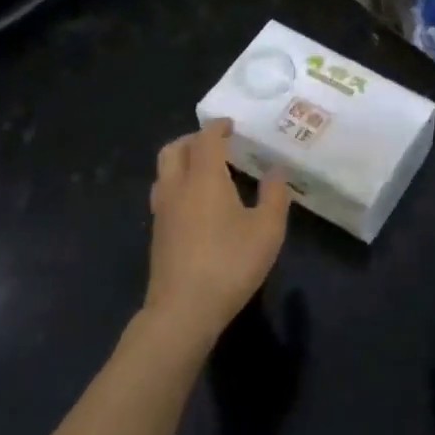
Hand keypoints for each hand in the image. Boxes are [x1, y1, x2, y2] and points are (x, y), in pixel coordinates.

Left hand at [143, 120, 290, 348]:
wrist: (184, 309)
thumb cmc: (230, 263)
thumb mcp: (267, 230)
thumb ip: (275, 196)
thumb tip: (276, 170)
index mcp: (204, 179)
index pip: (206, 140)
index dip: (217, 128)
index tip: (230, 125)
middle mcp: (177, 187)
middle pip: (174, 149)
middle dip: (193, 139)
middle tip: (216, 144)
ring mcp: (162, 211)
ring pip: (164, 171)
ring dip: (181, 161)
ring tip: (205, 170)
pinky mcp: (157, 233)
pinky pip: (164, 193)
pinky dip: (178, 183)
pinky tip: (196, 203)